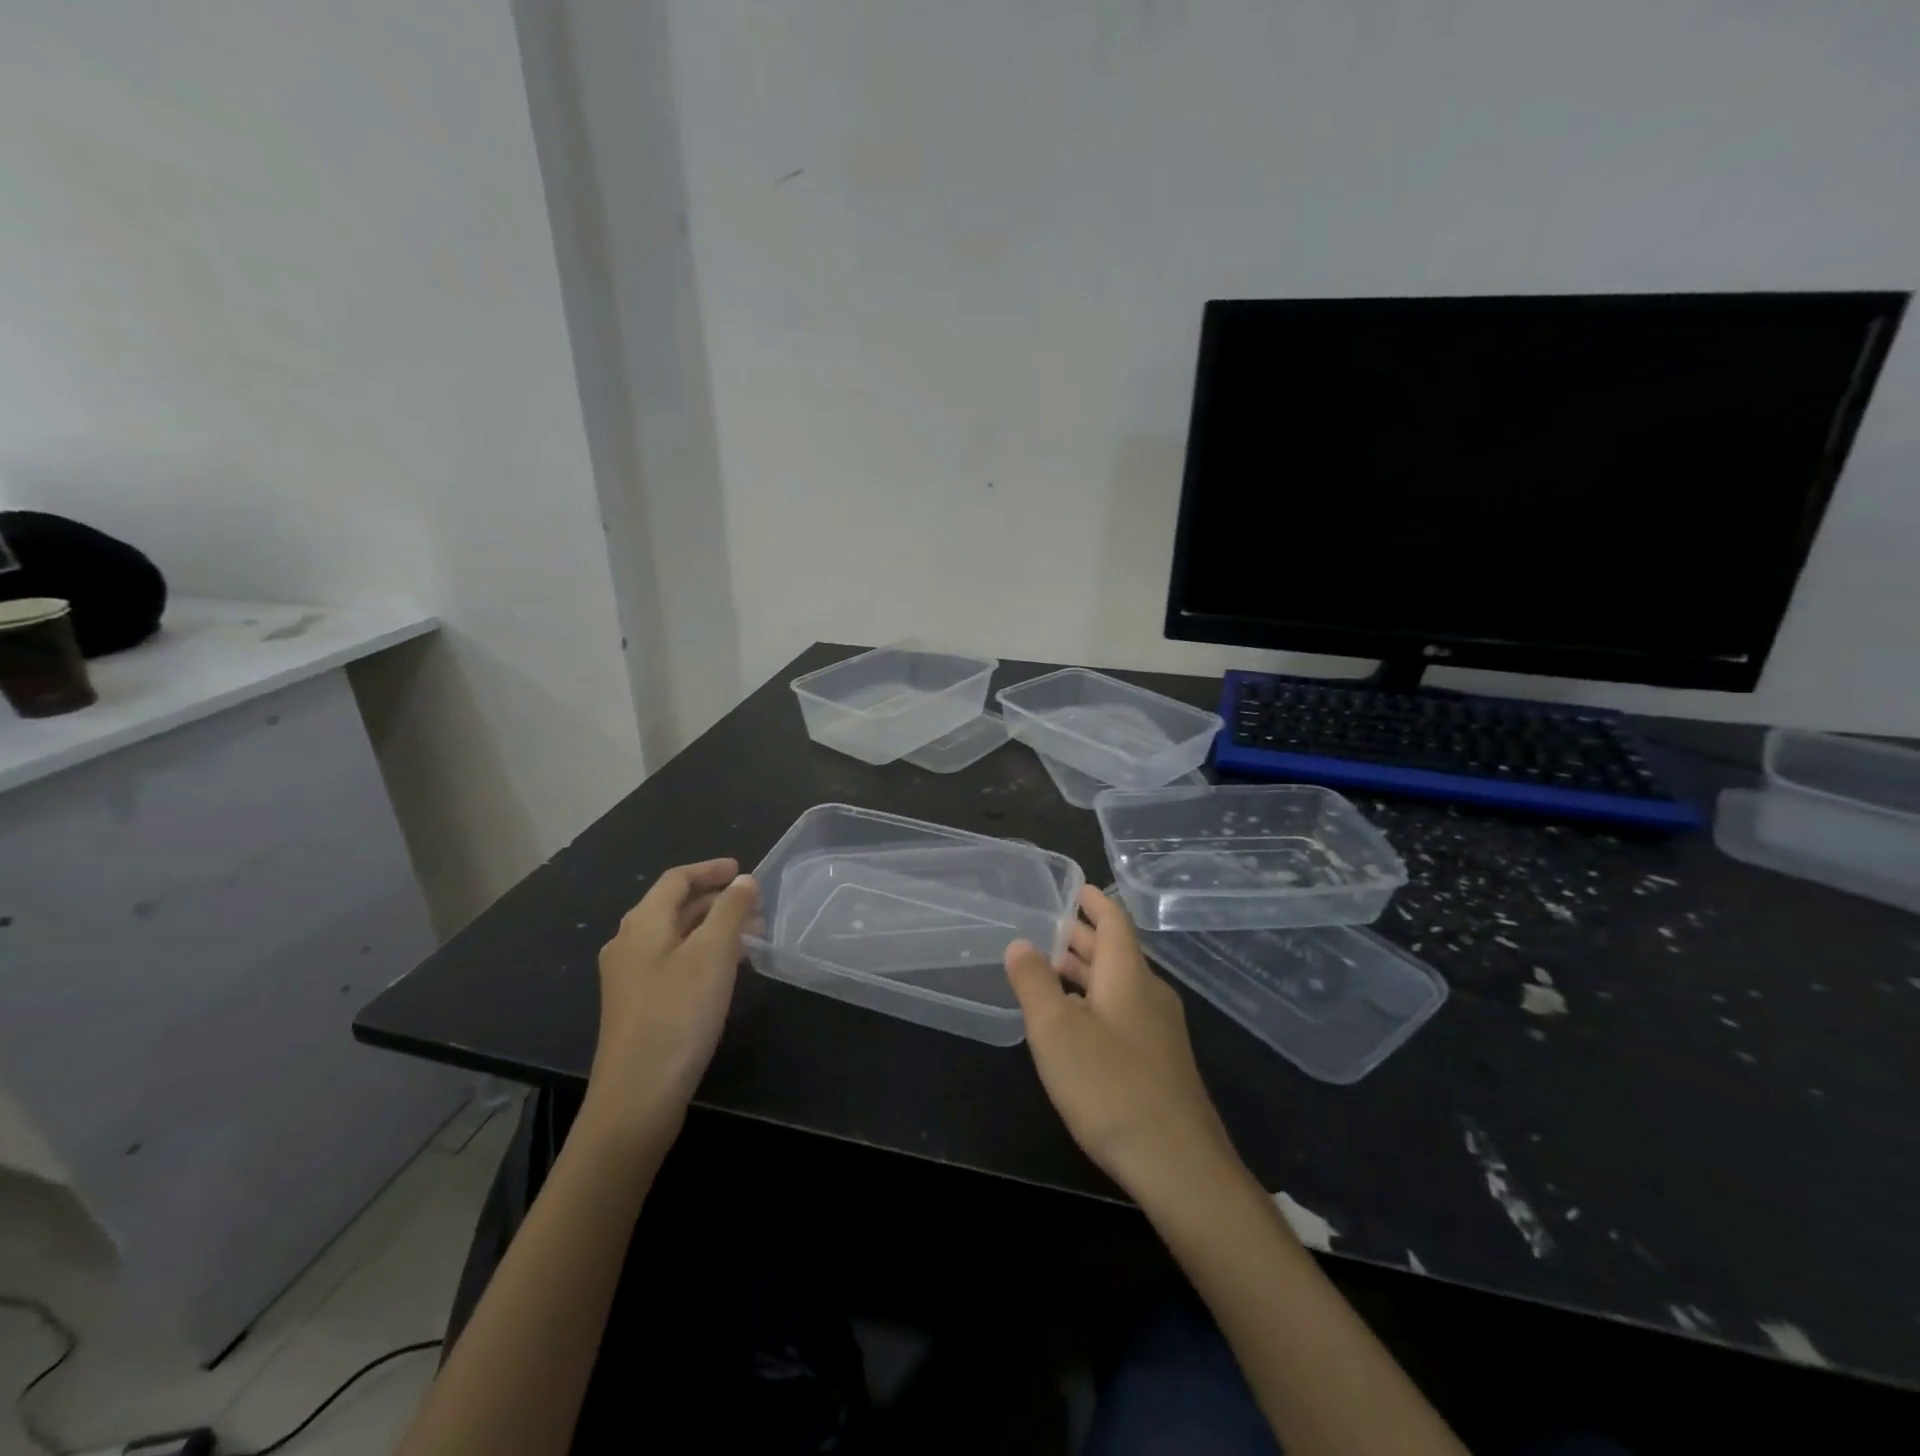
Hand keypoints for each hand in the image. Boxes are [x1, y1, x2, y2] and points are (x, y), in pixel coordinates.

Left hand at [582, 858, 759, 1144]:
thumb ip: (731, 911)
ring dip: (711, 927)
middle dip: (716, 900)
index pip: (676, 879)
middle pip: (673, 906)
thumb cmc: (678, 1014)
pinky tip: (724, 972)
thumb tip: (744, 880)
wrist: (637, 1096)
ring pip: (675, 935)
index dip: (710, 870)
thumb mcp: (714, 954)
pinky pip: (672, 961)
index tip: (743, 870)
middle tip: (755, 905)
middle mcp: (629, 943)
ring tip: (750, 936)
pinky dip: (701, 953)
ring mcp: (629, 976)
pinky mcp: (636, 1005)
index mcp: (642, 923)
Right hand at [1005, 886, 1240, 1202]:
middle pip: (1117, 952)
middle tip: (1050, 925)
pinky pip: (1126, 1012)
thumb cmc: (1110, 1087)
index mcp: (1128, 975)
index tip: (1076, 887)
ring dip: (1088, 971)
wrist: (1179, 1165)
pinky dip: (1098, 1001)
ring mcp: (1161, 1030)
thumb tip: (1020, 943)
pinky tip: (1077, 1023)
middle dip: (1084, 937)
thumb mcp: (1056, 1032)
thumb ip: (1034, 983)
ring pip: (1120, 985)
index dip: (1095, 901)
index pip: (1115, 921)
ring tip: (1054, 967)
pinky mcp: (1162, 1062)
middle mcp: (1150, 994)